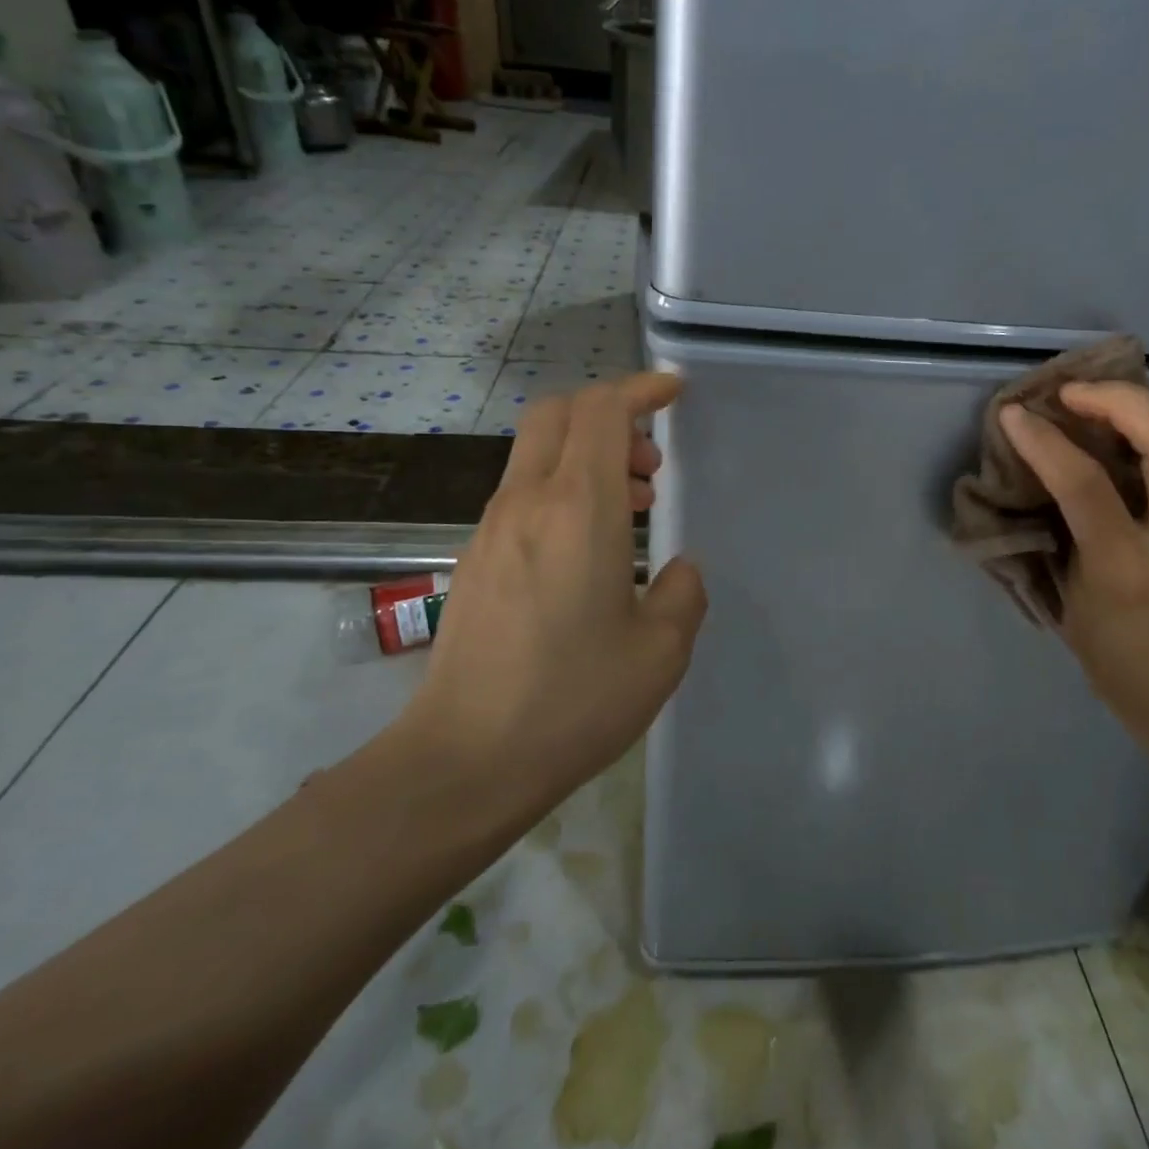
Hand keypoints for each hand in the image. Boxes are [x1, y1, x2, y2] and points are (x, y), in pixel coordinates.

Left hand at [393, 372, 707, 821]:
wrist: (464, 760)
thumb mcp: (660, 652)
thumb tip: (678, 568)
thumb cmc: (572, 701)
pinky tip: (590, 549)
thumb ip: (683, 594)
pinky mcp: (476, 558)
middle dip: (611, 415)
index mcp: (576, 508)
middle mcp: (527, 502)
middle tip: (650, 463)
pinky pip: (524, 493)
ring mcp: (492, 528)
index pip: (602, 410)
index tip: (674, 392)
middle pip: (559, 414)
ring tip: (632, 508)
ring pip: (539, 452)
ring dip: (589, 456)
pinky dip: (564, 489)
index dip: (641, 388)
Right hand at [1000, 382, 1148, 768]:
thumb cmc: (1126, 668)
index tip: (1015, 414)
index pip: (1085, 485)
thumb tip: (1047, 482)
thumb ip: (1065, 540)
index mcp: (1126, 570)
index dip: (1044, 441)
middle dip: (1122, 401)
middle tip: (1076, 394)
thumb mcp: (1074, 610)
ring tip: (1125, 403)